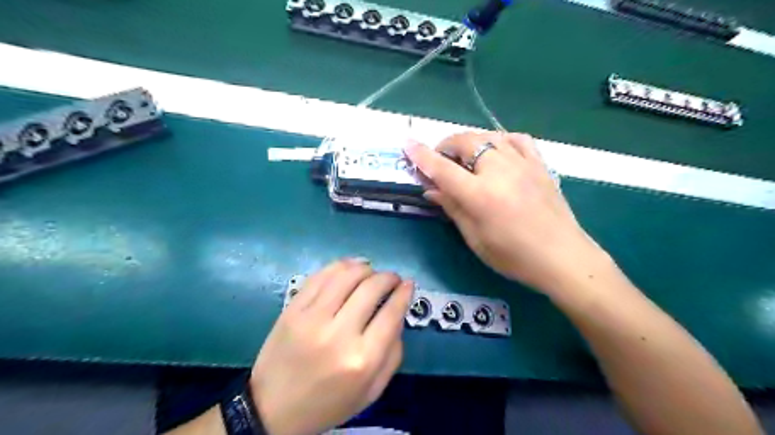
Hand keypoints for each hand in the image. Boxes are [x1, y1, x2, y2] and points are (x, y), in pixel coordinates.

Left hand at [252, 258, 414, 433]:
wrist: (273, 410)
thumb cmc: (329, 404)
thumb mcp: (372, 390)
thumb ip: (393, 353)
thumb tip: (398, 312)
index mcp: (362, 359)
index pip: (391, 313)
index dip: (404, 293)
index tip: (409, 284)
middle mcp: (338, 334)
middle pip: (371, 288)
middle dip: (388, 277)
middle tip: (393, 279)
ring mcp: (311, 318)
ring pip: (346, 275)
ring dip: (366, 268)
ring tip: (371, 272)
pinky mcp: (292, 309)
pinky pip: (321, 276)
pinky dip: (341, 265)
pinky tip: (351, 267)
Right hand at [406, 133, 604, 295]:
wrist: (562, 257)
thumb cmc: (513, 256)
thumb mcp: (475, 238)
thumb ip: (452, 208)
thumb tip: (431, 190)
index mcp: (479, 194)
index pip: (442, 168)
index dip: (422, 156)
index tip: (407, 144)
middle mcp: (499, 171)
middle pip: (465, 142)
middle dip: (446, 146)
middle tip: (439, 161)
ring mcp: (522, 164)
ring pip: (489, 136)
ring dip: (470, 141)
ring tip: (465, 156)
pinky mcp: (539, 165)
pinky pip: (517, 139)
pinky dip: (501, 140)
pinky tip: (497, 151)